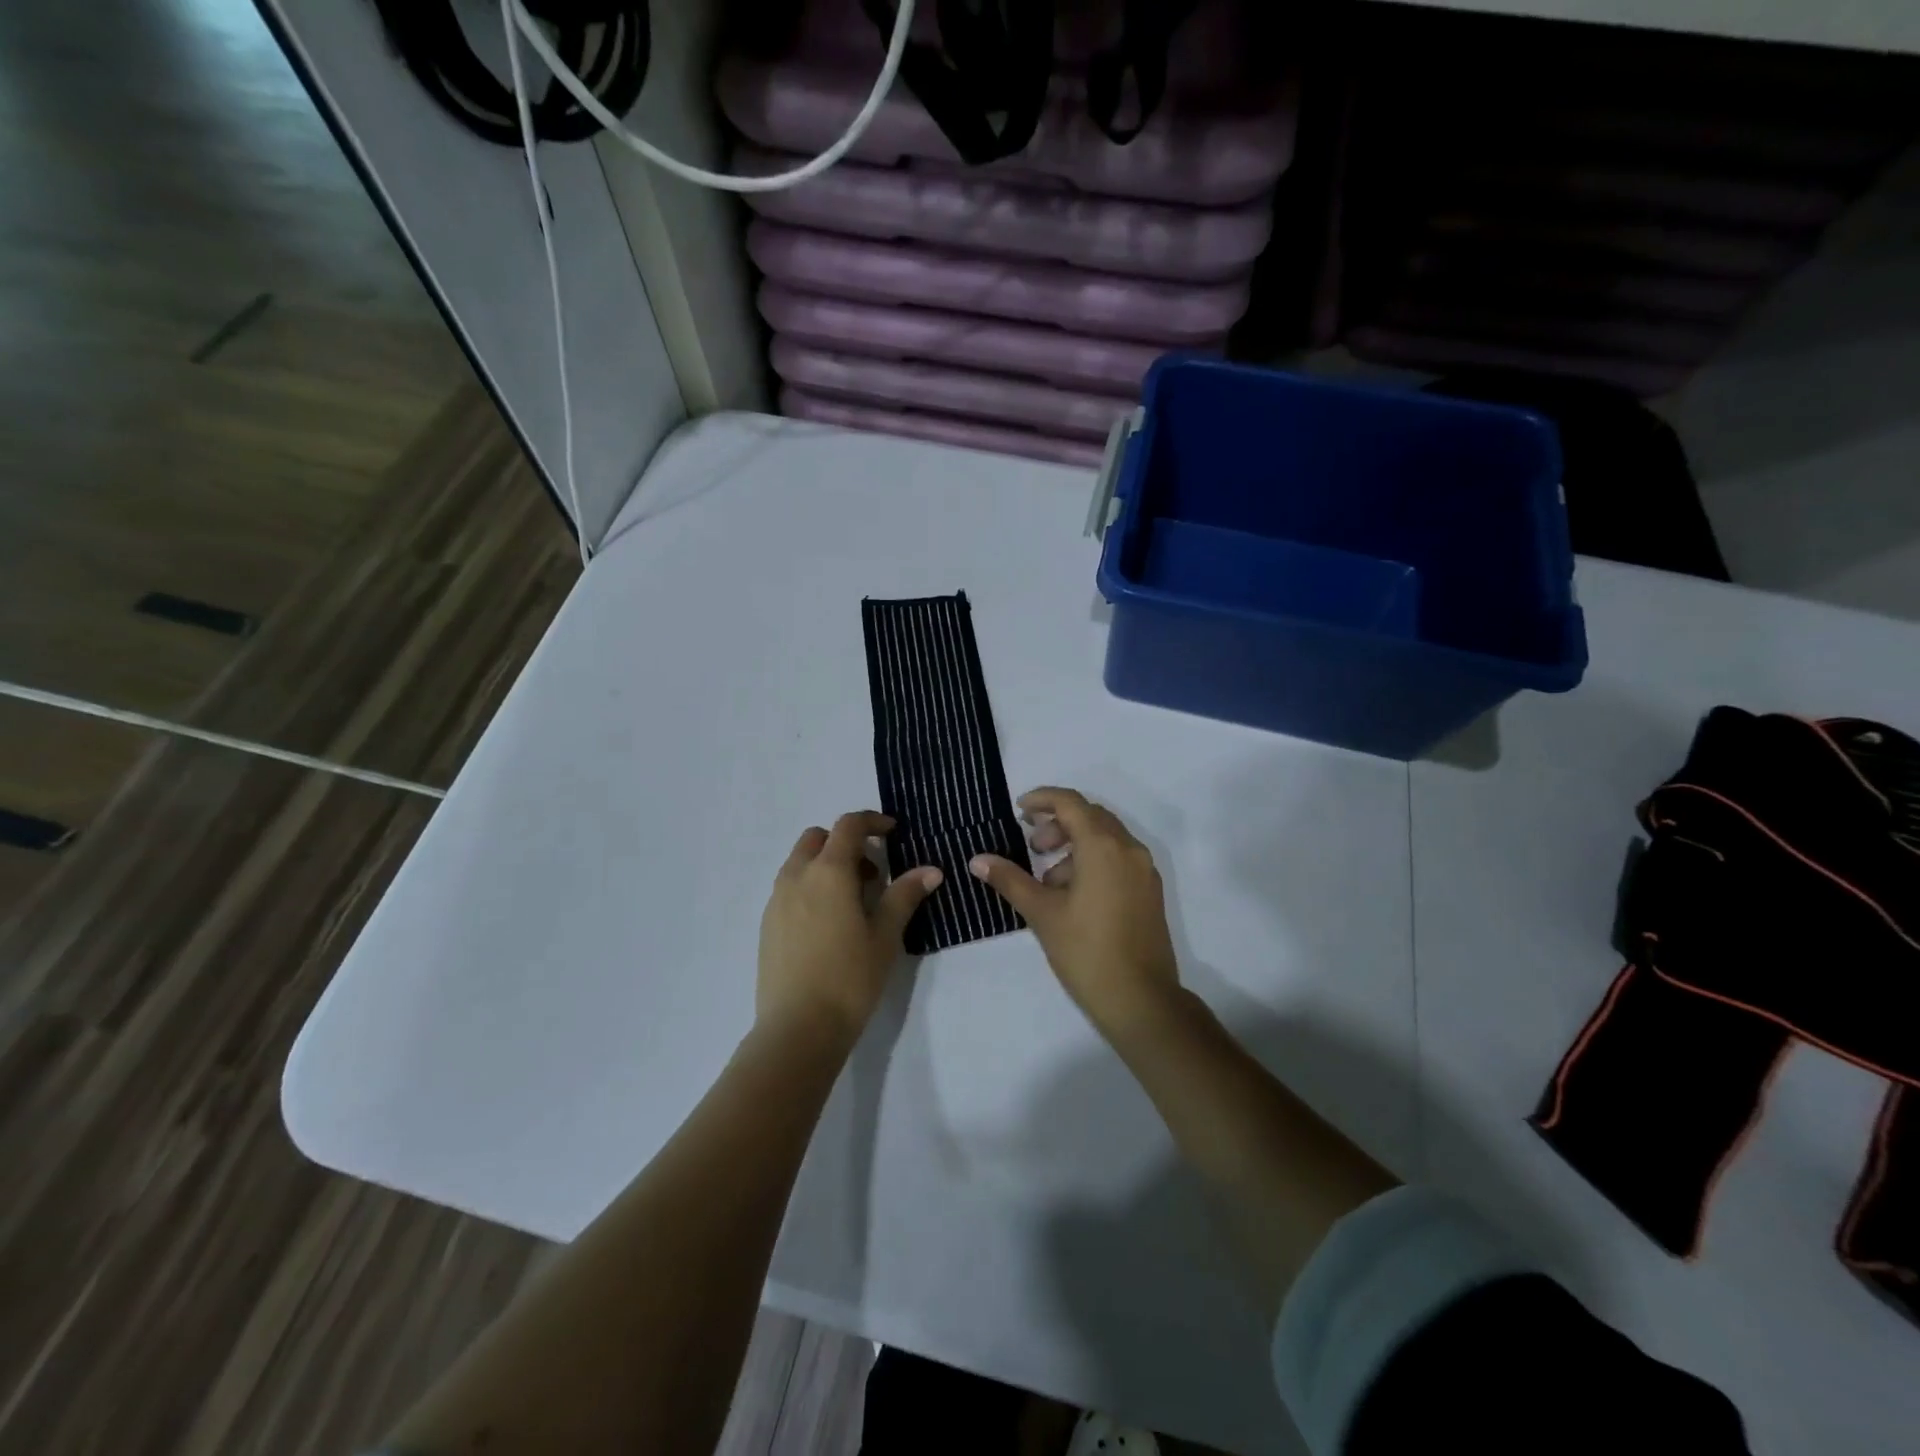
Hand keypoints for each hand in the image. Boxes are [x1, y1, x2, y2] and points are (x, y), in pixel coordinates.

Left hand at [757, 811, 941, 1044]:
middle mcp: (797, 877)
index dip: (872, 821)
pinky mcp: (767, 925)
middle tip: (872, 872)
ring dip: (827, 864)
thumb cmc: (849, 978)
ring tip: (853, 900)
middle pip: (818, 838)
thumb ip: (905, 895)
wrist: (798, 1029)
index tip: (892, 832)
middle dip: (845, 842)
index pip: (848, 826)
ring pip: (800, 862)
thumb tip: (930, 870)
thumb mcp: (885, 936)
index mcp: (828, 872)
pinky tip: (829, 923)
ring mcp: (776, 901)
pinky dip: (811, 886)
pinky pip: (790, 887)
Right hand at [968, 787, 1181, 1040]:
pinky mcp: (1150, 891)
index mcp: (1103, 846)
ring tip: (1048, 879)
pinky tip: (1072, 894)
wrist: (1141, 999)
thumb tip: (978, 860)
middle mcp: (1129, 848)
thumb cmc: (1086, 951)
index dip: (1042, 799)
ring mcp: (1144, 870)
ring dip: (1074, 844)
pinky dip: (1092, 861)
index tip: (1019, 810)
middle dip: (1057, 824)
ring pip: (1105, 838)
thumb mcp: (1041, 912)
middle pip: (1090, 816)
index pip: (1070, 802)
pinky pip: (1118, 858)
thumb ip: (1010, 879)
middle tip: (1032, 847)